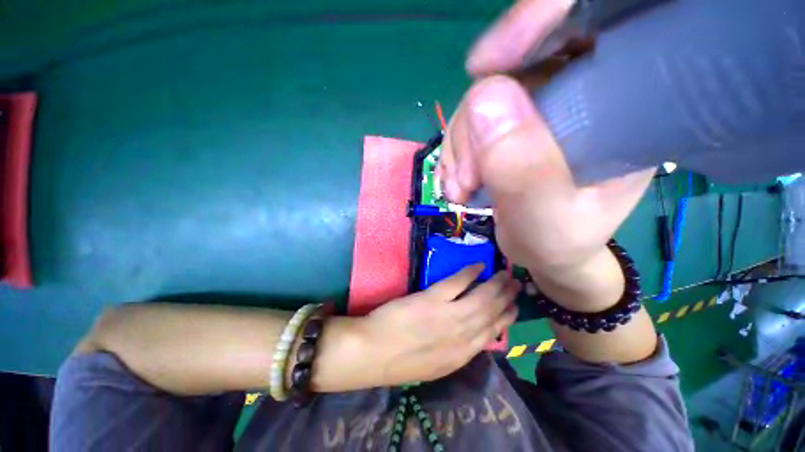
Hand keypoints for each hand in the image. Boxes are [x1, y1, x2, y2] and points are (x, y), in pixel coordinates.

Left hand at [359, 265, 518, 385]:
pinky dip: (470, 272)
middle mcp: (463, 335)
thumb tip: (472, 334)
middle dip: (507, 297)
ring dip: (495, 284)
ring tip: (505, 273)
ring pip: (481, 297)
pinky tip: (478, 265)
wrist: (374, 353)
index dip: (506, 318)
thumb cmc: (402, 361)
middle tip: (517, 284)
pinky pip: (457, 282)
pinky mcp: (433, 299)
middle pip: (492, 313)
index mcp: (463, 354)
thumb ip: (456, 349)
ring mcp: (449, 315)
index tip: (514, 307)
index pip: (493, 333)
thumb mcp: (437, 365)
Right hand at [438, 0, 654, 307]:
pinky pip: (469, 121)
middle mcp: (580, 94)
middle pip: (516, 65)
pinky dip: (454, 151)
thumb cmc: (557, 241)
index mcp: (621, 106)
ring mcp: (539, 108)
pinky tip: (455, 182)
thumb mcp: (544, 219)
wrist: (543, 249)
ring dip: (459, 144)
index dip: (536, 21)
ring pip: (482, 98)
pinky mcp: (510, 125)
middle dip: (475, 121)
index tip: (481, 65)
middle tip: (465, 178)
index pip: (592, 20)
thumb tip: (484, 98)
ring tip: (459, 190)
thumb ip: (521, 170)